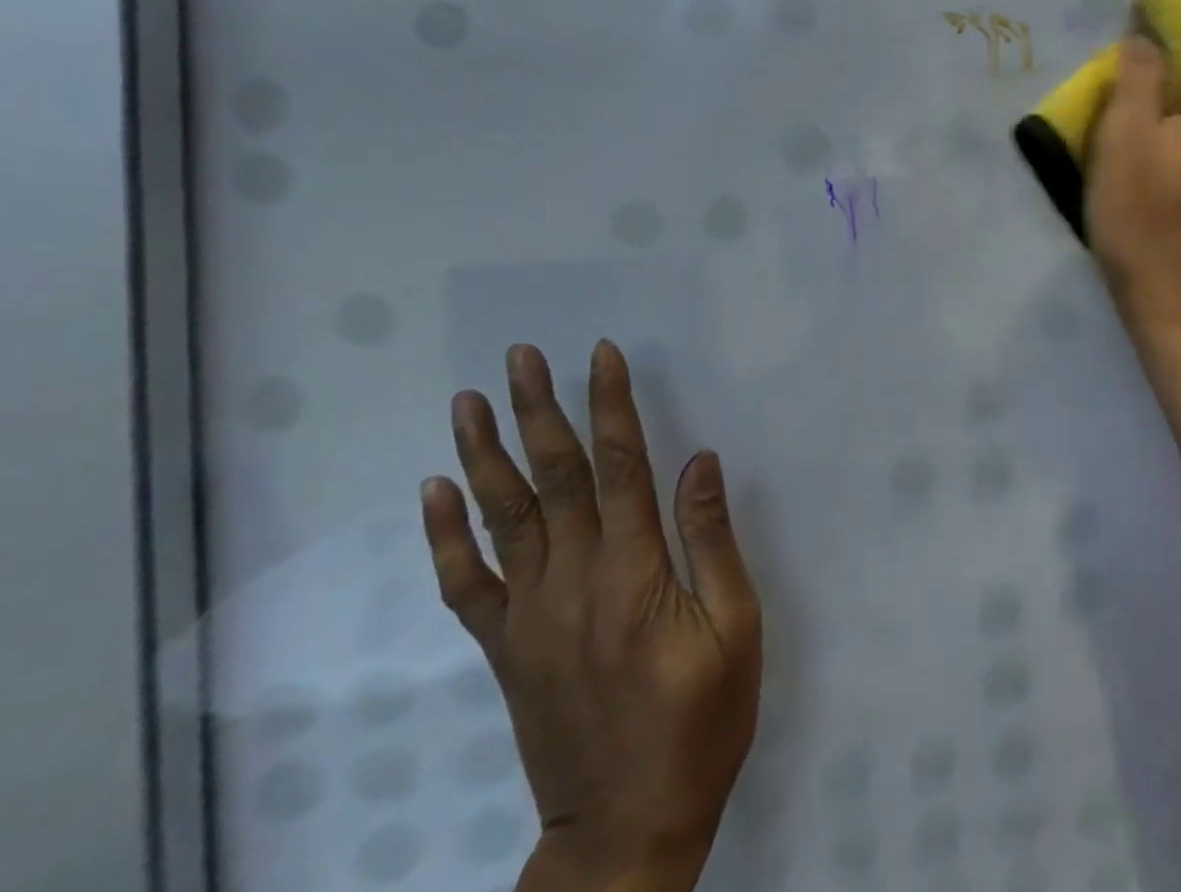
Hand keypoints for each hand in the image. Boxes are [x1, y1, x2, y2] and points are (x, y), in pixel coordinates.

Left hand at [422, 341, 760, 891]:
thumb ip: (711, 541)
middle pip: (552, 477)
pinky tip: (435, 492)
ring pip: (502, 517)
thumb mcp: (736, 630)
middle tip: (521, 356)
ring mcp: (530, 615)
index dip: (610, 405)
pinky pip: (467, 583)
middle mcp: (574, 580)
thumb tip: (699, 459)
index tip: (601, 355)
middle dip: (538, 409)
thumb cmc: (700, 722)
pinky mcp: (507, 647)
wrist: (625, 832)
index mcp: (634, 572)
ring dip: (485, 454)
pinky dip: (446, 535)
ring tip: (468, 401)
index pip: (619, 466)